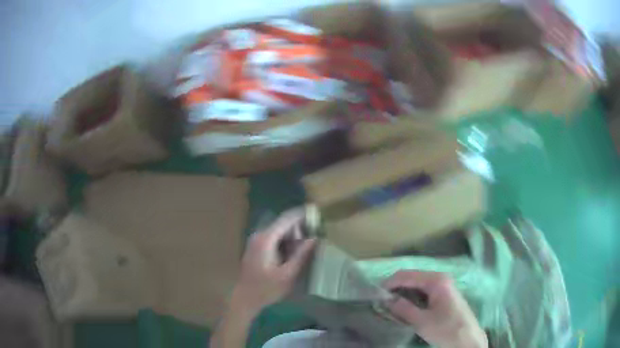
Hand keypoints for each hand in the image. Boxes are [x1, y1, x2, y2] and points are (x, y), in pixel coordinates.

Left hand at [233, 209, 315, 313]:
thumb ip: (301, 255)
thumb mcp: (288, 274)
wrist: (245, 298)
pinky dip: (286, 244)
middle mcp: (260, 235)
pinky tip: (291, 258)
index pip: (287, 218)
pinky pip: (275, 239)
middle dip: (300, 231)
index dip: (303, 214)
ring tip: (302, 254)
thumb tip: (315, 238)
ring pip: (280, 232)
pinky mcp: (257, 247)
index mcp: (267, 239)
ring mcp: (257, 240)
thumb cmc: (266, 289)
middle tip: (313, 244)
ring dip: (293, 239)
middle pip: (284, 224)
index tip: (319, 214)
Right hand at [384, 271, 487, 347]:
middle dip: (395, 287)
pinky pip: (424, 291)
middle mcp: (440, 278)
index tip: (375, 294)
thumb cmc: (446, 329)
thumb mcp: (422, 322)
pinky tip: (405, 307)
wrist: (468, 339)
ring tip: (390, 305)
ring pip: (417, 284)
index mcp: (436, 280)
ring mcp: (444, 285)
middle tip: (381, 300)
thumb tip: (387, 300)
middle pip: (412, 277)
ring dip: (403, 293)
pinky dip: (412, 297)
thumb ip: (403, 309)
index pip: (406, 275)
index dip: (389, 283)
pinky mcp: (444, 294)